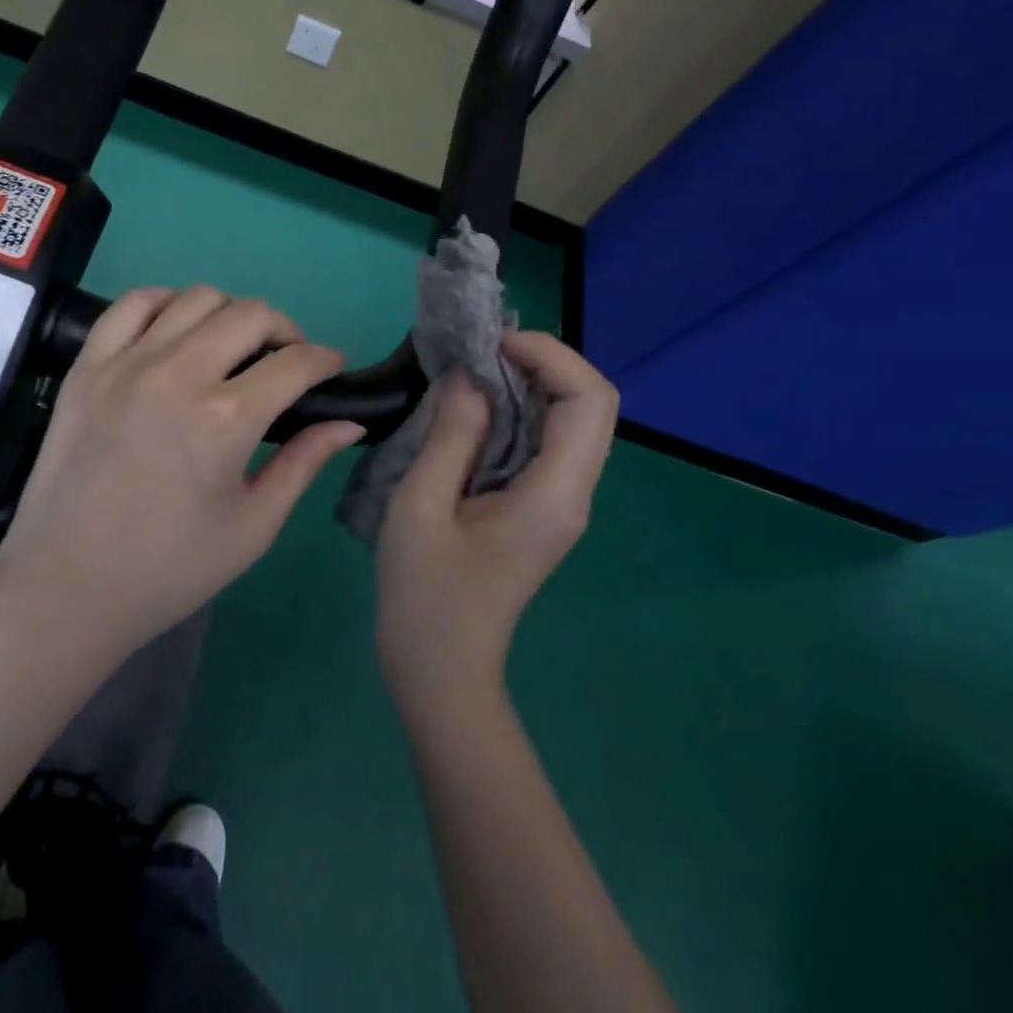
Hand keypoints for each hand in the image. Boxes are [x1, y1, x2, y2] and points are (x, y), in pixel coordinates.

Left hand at [0, 286, 365, 666]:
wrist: (66, 587)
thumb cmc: (169, 569)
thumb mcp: (253, 527)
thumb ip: (304, 464)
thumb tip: (351, 422)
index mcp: (226, 420)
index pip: (294, 363)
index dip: (325, 359)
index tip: (331, 367)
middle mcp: (178, 375)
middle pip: (251, 315)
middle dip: (285, 329)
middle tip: (286, 360)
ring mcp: (126, 364)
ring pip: (196, 298)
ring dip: (229, 313)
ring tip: (233, 346)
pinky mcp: (87, 366)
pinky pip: (132, 305)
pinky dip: (166, 303)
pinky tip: (176, 329)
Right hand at [375, 332, 619, 713]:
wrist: (440, 668)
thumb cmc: (424, 592)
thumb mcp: (421, 505)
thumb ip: (452, 433)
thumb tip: (470, 376)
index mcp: (554, 493)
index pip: (589, 400)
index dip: (550, 355)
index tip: (492, 344)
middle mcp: (573, 493)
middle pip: (591, 404)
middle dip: (544, 362)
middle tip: (481, 352)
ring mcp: (561, 502)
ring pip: (573, 420)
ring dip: (532, 383)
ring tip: (473, 370)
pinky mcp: (541, 507)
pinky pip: (547, 441)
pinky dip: (520, 410)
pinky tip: (476, 408)